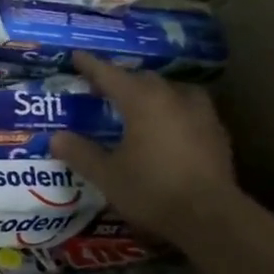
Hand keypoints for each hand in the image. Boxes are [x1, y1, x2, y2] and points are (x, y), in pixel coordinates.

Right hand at [50, 53, 238, 245]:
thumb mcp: (107, 175)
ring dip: (153, 93)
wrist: (210, 217)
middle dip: (121, 80)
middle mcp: (173, 98)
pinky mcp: (217, 133)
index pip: (110, 74)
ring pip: (172, 90)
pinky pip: (190, 110)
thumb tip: (56, 138)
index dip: (91, 66)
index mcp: (142, 101)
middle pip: (143, 79)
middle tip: (103, 90)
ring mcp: (201, 114)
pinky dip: (174, 111)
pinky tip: (169, 128)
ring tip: (140, 105)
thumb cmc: (152, 190)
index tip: (77, 56)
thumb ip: (80, 153)